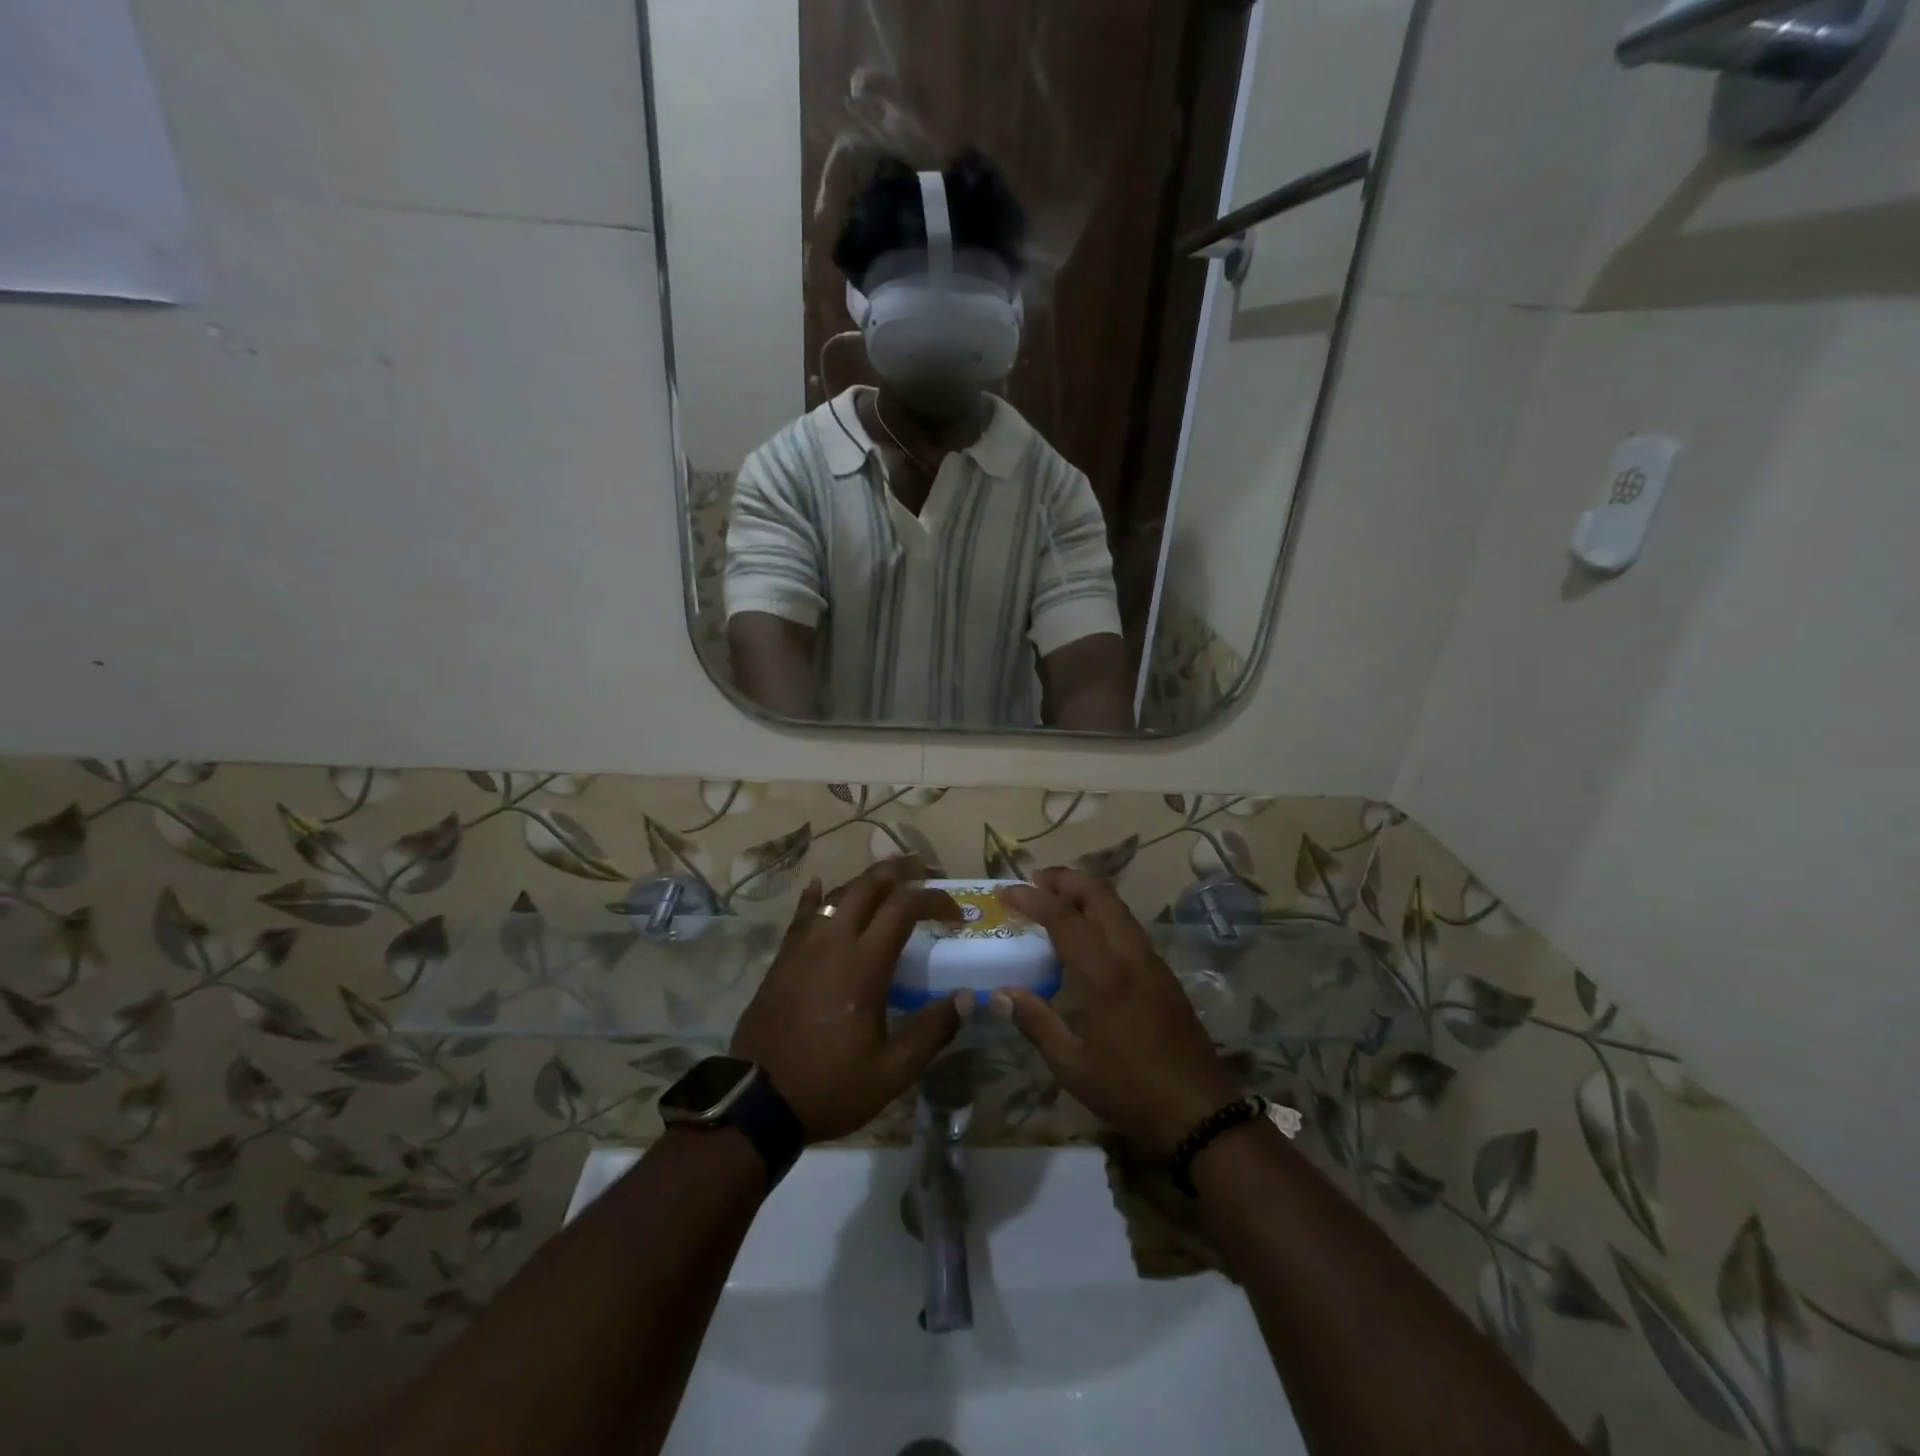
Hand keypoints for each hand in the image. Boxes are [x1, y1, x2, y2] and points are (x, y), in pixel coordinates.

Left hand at [731, 857, 965, 1141]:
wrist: (756, 1102)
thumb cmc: (830, 1085)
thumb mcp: (892, 1072)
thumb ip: (932, 1031)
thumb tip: (966, 998)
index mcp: (863, 964)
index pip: (904, 908)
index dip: (934, 899)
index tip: (955, 913)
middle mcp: (832, 943)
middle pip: (868, 885)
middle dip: (899, 870)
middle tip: (922, 870)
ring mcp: (802, 948)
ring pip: (835, 894)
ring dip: (864, 881)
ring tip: (886, 882)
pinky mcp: (782, 960)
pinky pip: (802, 915)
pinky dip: (816, 897)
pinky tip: (819, 886)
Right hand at [995, 868, 1240, 1157]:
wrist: (1201, 1112)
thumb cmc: (1131, 1090)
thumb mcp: (1073, 1066)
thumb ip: (1036, 1022)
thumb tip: (999, 994)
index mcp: (1105, 974)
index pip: (1063, 917)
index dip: (1030, 898)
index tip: (1005, 892)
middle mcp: (1131, 955)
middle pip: (1099, 894)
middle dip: (1065, 879)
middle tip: (1034, 882)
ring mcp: (1152, 962)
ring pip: (1118, 907)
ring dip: (1085, 894)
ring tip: (1056, 902)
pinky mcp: (1164, 974)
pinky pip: (1128, 927)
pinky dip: (1103, 914)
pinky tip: (1087, 938)